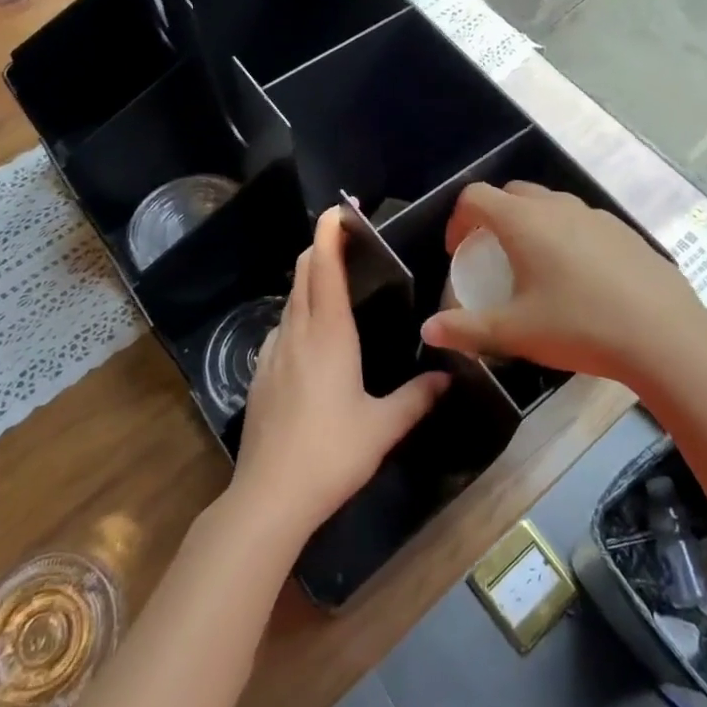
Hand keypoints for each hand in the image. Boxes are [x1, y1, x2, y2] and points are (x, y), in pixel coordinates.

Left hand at [230, 207, 448, 545]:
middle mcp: (297, 333)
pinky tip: (309, 338)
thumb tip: (447, 377)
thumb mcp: (383, 426)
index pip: (325, 268)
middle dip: (319, 249)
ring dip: (308, 283)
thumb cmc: (333, 452)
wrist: (270, 496)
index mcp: (329, 334)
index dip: (329, 234)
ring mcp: (272, 353)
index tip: (338, 210)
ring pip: (290, 302)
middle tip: (342, 238)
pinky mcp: (259, 375)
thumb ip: (417, 397)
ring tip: (331, 284)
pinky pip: (280, 330)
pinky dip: (296, 316)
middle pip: (303, 275)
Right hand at [419, 181, 706, 384]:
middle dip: (494, 217)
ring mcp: (594, 215)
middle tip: (493, 256)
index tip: (458, 253)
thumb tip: (427, 331)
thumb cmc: (578, 326)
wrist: (662, 334)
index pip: (475, 197)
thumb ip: (467, 329)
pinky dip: (566, 236)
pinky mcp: (623, 230)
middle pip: (512, 193)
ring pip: (550, 205)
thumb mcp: (515, 332)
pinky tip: (580, 278)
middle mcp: (556, 206)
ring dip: (532, 224)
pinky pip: (582, 222)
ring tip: (535, 266)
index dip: (457, 220)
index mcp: (523, 221)